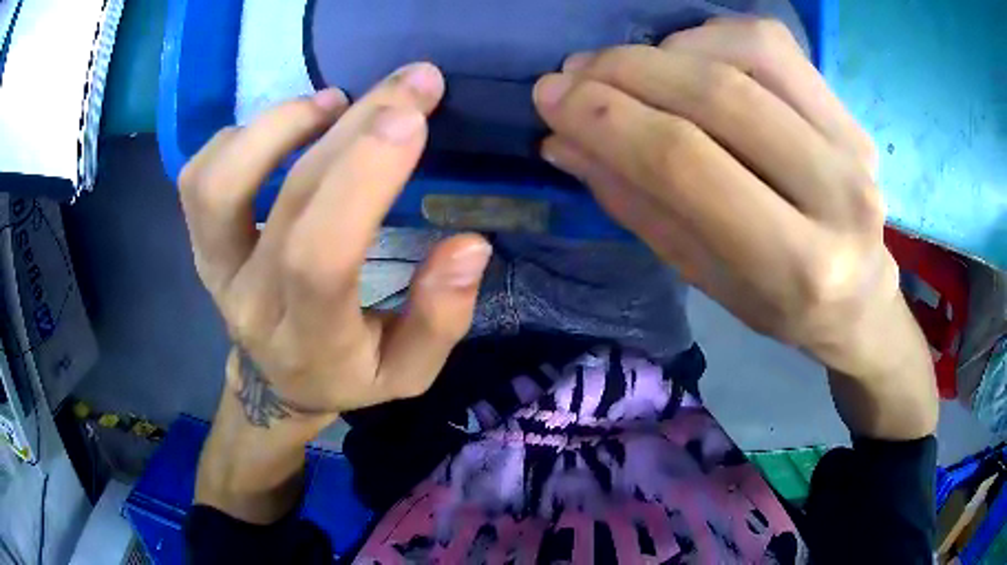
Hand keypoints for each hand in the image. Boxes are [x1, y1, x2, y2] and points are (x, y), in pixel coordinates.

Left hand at [179, 63, 491, 428]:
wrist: (276, 382)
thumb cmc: (346, 374)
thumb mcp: (408, 371)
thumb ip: (441, 318)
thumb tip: (469, 244)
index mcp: (311, 341)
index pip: (321, 259)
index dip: (362, 179)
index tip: (412, 119)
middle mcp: (251, 301)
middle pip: (291, 200)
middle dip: (356, 127)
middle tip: (410, 83)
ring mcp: (216, 268)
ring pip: (219, 183)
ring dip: (281, 124)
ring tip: (335, 102)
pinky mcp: (200, 244)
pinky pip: (199, 178)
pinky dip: (240, 136)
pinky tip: (287, 127)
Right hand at [533, 18, 936, 437]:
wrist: (860, 297)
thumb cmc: (781, 305)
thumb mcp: (705, 277)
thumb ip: (638, 205)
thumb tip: (564, 140)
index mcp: (795, 266)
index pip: (688, 164)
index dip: (608, 119)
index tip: (551, 97)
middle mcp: (837, 196)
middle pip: (718, 96)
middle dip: (626, 72)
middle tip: (573, 73)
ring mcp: (852, 143)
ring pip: (746, 53)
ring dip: (665, 51)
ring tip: (624, 69)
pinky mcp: (850, 112)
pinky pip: (771, 44)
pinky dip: (709, 36)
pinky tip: (683, 59)